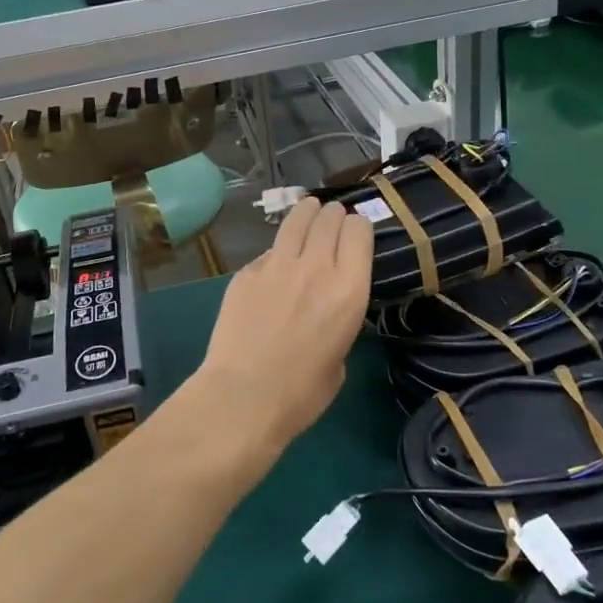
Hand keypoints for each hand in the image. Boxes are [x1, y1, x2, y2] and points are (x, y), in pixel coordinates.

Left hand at [195, 198, 372, 447]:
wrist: (244, 395)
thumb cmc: (302, 393)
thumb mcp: (340, 358)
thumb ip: (338, 322)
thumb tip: (324, 312)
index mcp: (349, 289)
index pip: (359, 232)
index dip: (358, 228)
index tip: (356, 233)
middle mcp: (316, 266)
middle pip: (328, 219)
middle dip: (333, 215)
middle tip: (332, 218)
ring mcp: (277, 265)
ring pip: (296, 221)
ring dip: (306, 212)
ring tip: (308, 208)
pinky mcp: (246, 272)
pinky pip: (268, 251)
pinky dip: (277, 250)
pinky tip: (276, 259)